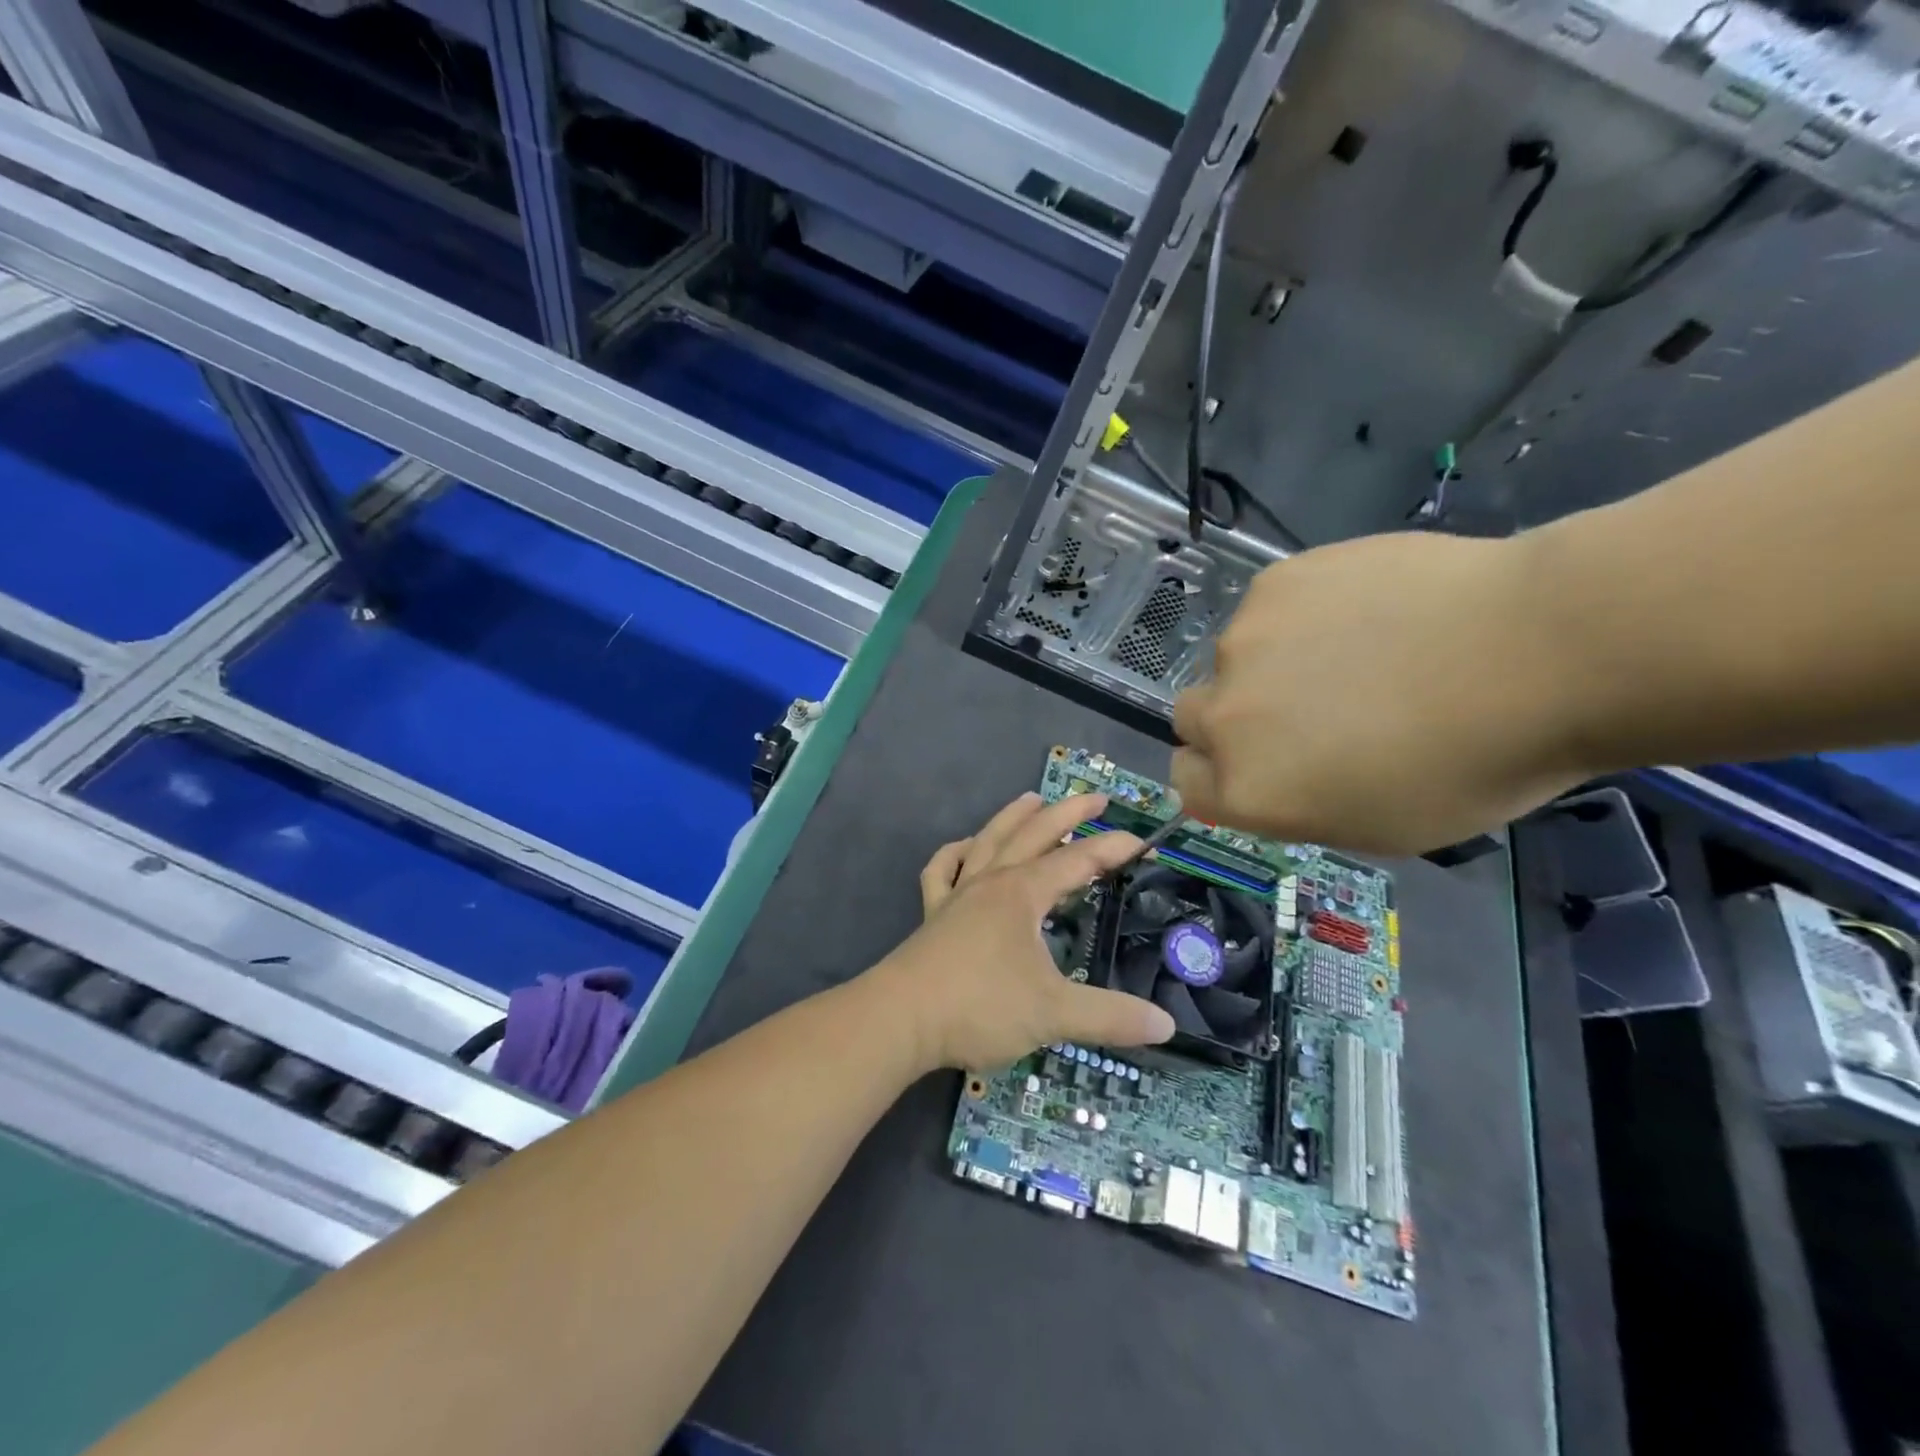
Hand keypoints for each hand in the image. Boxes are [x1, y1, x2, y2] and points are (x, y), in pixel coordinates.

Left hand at [876, 792, 1175, 1071]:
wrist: (900, 1019)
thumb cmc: (979, 1007)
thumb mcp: (1053, 1014)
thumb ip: (1110, 1017)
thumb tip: (1166, 1025)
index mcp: (1021, 894)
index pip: (1077, 861)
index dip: (1111, 849)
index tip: (1142, 842)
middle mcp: (991, 882)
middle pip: (1033, 834)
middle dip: (1067, 812)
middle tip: (1096, 797)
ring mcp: (957, 895)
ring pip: (988, 841)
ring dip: (1012, 817)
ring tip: (1031, 798)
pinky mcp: (933, 914)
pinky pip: (941, 871)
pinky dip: (954, 854)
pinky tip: (964, 849)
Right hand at [1171, 531, 1583, 855]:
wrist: (1541, 651)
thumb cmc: (1473, 765)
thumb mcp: (1378, 826)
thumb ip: (1298, 804)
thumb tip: (1278, 772)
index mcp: (1246, 789)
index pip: (1188, 783)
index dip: (1220, 776)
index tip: (1265, 767)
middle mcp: (1224, 717)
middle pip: (1193, 717)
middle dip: (1233, 720)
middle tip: (1304, 710)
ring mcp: (1242, 641)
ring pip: (1235, 657)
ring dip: (1272, 662)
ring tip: (1359, 650)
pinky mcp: (1276, 582)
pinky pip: (1269, 606)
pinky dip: (1303, 614)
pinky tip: (1371, 610)